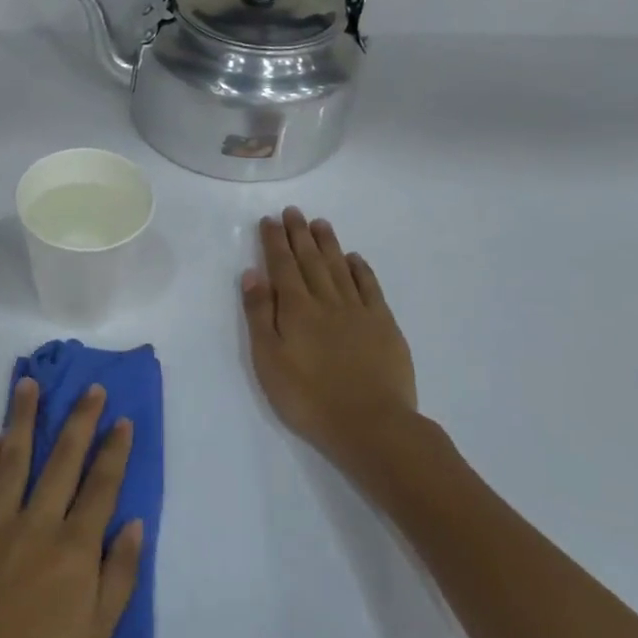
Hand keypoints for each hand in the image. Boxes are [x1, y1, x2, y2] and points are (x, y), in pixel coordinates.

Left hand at [0, 380, 143, 637]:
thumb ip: (118, 577)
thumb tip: (134, 524)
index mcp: (75, 550)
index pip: (101, 487)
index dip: (114, 451)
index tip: (122, 420)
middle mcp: (38, 523)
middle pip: (63, 460)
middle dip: (80, 421)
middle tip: (90, 388)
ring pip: (14, 457)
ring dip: (24, 418)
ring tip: (29, 384)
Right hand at [241, 207, 419, 478]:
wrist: (371, 425)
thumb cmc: (308, 397)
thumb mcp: (268, 359)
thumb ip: (260, 314)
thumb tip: (253, 273)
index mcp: (296, 308)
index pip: (282, 266)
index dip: (275, 241)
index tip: (270, 220)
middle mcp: (327, 300)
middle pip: (310, 260)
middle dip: (299, 234)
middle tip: (293, 211)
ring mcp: (358, 311)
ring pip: (339, 268)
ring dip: (328, 244)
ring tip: (320, 223)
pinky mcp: (384, 325)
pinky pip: (370, 288)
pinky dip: (360, 269)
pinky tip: (354, 258)